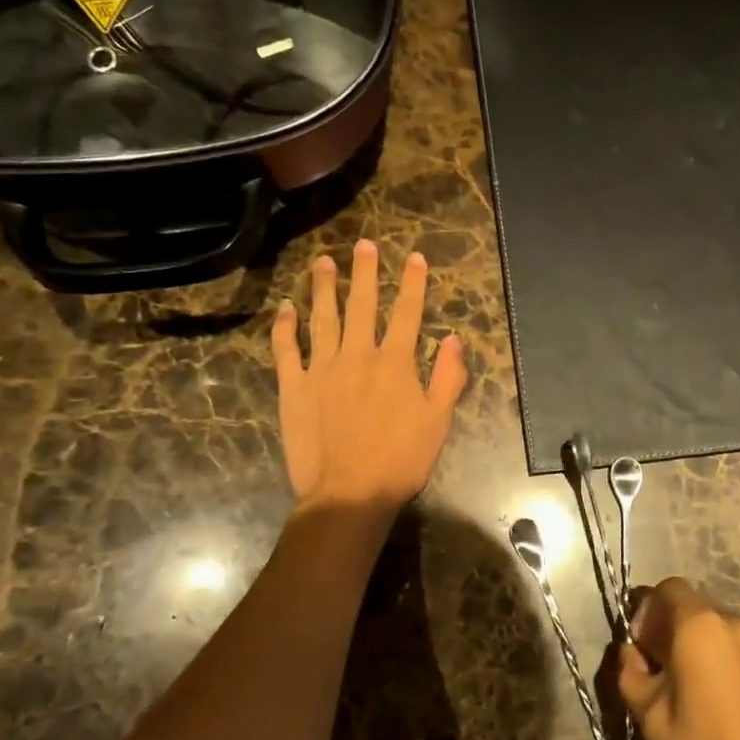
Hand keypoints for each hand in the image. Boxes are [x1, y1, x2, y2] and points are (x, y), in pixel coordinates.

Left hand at [272, 240, 468, 516]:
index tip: (415, 258)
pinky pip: (286, 350)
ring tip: (323, 262)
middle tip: (364, 244)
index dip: (413, 283)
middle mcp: (358, 355)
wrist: (349, 494)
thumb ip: (448, 377)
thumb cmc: (401, 460)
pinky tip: (286, 308)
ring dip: (323, 288)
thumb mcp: (438, 421)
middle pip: (362, 305)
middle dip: (365, 272)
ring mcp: (322, 369)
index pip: (407, 312)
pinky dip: (285, 327)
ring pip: (322, 318)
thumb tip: (453, 338)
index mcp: (395, 362)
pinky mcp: (294, 387)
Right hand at [619, 578, 739, 739]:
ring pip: (710, 628)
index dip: (646, 611)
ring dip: (688, 645)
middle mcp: (732, 623)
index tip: (637, 647)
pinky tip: (702, 700)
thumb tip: (631, 656)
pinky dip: (710, 659)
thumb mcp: (651, 718)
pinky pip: (729, 648)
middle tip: (650, 670)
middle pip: (690, 606)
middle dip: (665, 628)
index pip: (667, 589)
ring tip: (675, 689)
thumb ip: (633, 676)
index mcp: (700, 626)